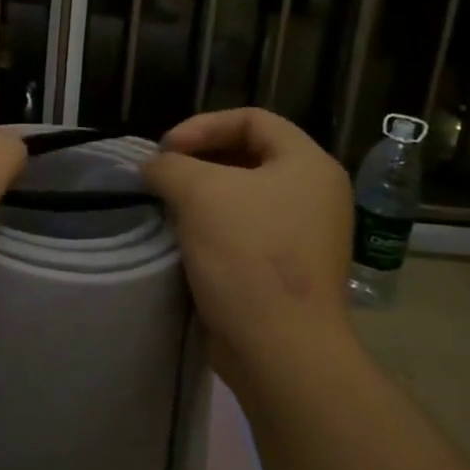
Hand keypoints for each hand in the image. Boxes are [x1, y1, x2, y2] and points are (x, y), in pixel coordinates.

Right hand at [143, 108, 354, 389]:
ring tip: (167, 205)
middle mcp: (315, 193)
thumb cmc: (248, 255)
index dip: (203, 125)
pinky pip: (247, 229)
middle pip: (249, 154)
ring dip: (203, 194)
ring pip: (245, 195)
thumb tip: (154, 167)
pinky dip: (214, 225)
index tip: (166, 150)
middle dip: (200, 159)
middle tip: (163, 175)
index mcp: (308, 164)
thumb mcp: (200, 193)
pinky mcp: (288, 267)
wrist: (281, 350)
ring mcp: (305, 234)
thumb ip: (169, 166)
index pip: (252, 119)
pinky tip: (184, 238)